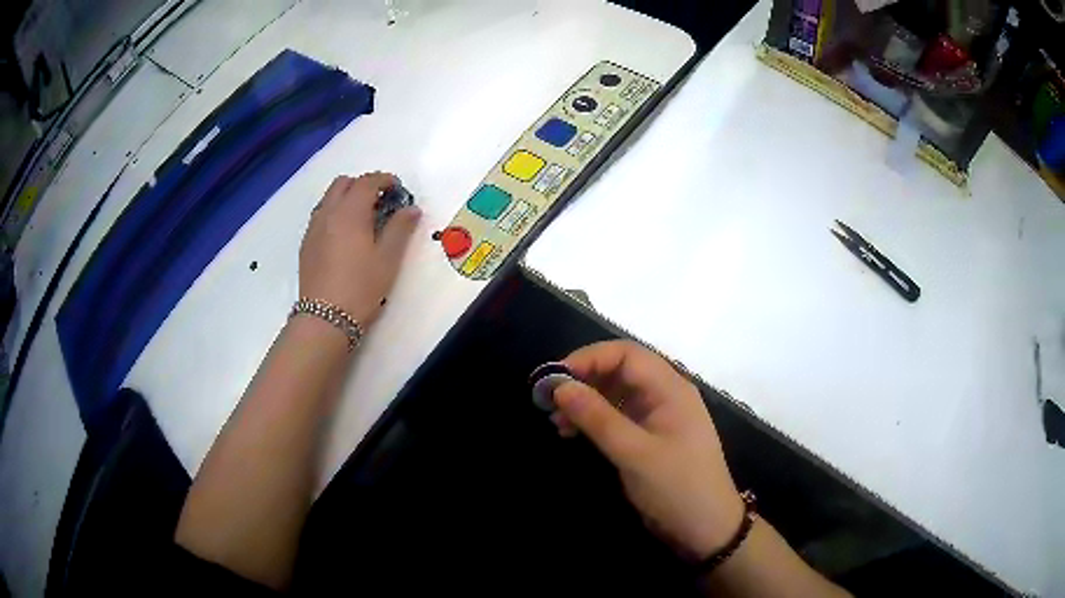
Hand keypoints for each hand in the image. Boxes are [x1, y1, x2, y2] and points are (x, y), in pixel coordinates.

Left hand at [300, 172, 419, 324]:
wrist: (325, 318)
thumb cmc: (361, 287)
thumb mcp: (388, 259)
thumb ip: (400, 228)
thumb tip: (411, 208)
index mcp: (350, 212)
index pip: (367, 182)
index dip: (384, 180)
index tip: (397, 189)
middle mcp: (328, 213)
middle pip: (343, 183)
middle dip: (362, 185)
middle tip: (380, 202)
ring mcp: (314, 228)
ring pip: (329, 198)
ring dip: (346, 198)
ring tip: (362, 218)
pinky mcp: (306, 244)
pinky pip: (320, 215)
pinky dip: (334, 213)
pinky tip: (344, 236)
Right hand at [551, 340, 743, 560]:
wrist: (705, 527)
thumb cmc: (676, 486)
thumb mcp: (634, 453)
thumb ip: (597, 418)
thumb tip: (559, 387)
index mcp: (670, 388)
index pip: (626, 354)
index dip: (589, 358)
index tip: (555, 378)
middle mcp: (664, 395)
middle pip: (619, 371)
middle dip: (583, 381)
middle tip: (549, 401)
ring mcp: (657, 417)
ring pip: (615, 395)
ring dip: (585, 403)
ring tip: (556, 421)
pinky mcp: (648, 438)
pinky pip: (617, 417)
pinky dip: (593, 421)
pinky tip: (571, 434)